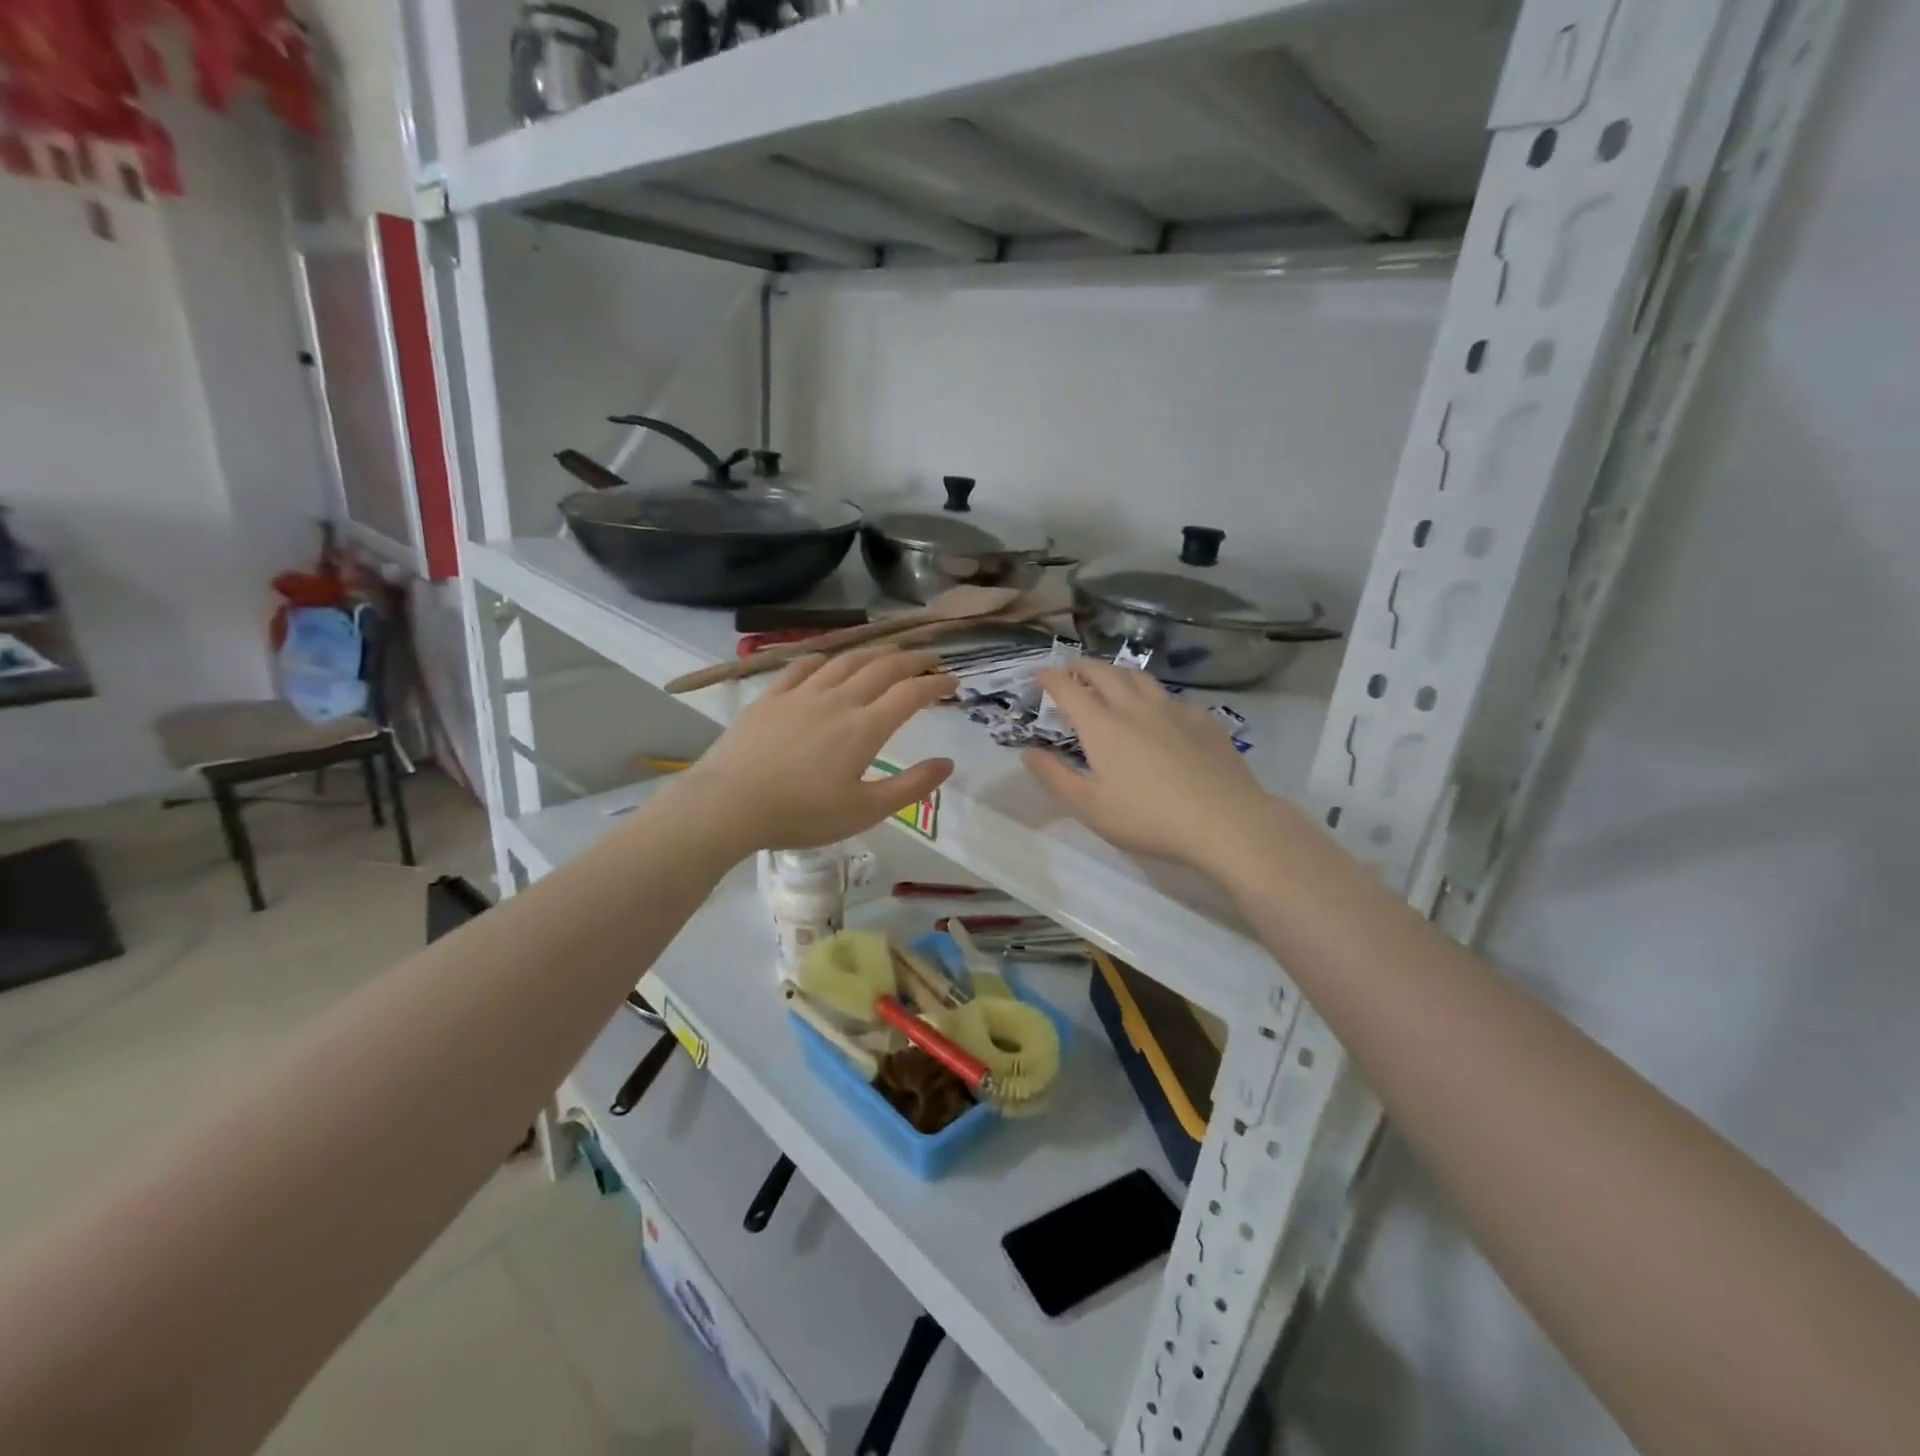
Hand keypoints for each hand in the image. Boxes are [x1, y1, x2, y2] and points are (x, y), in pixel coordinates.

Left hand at [672, 648, 955, 854]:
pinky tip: (827, 662)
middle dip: (913, 660)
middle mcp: (838, 700)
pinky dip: (823, 659)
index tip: (954, 681)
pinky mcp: (770, 698)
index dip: (936, 684)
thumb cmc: (801, 814)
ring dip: (874, 652)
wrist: (728, 804)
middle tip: (931, 659)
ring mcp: (801, 695)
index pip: (910, 694)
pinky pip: (801, 667)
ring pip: (845, 661)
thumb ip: (910, 786)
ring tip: (889, 653)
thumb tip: (947, 763)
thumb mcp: (864, 811)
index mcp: (864, 728)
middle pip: (883, 668)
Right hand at [1021, 660, 1271, 875]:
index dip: (1049, 678)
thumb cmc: (1148, 818)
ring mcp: (1173, 709)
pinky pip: (1170, 696)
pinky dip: (1151, 695)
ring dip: (1116, 672)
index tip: (1038, 676)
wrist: (1225, 821)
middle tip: (1069, 670)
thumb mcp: (1090, 807)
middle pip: (1103, 672)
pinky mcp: (1203, 719)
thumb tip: (1028, 753)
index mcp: (1102, 726)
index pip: (1068, 688)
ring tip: (1109, 679)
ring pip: (1138, 676)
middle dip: (1080, 666)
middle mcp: (1135, 707)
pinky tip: (1157, 711)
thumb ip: (1054, 777)